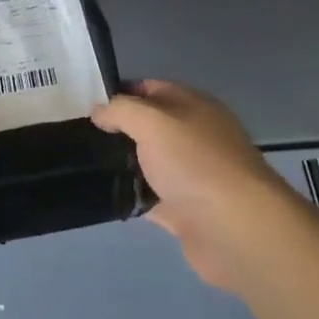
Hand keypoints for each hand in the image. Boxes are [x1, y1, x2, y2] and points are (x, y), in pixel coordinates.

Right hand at [93, 80, 301, 292]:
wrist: (236, 230)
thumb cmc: (195, 163)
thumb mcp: (152, 121)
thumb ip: (121, 110)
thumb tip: (98, 110)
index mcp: (194, 106)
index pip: (151, 89)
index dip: (121, 93)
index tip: (89, 106)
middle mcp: (195, 136)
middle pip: (150, 126)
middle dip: (118, 130)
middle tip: (82, 137)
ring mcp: (191, 175)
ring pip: (149, 163)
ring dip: (124, 164)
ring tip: (86, 165)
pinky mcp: (186, 211)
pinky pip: (151, 198)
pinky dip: (132, 196)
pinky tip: (106, 195)